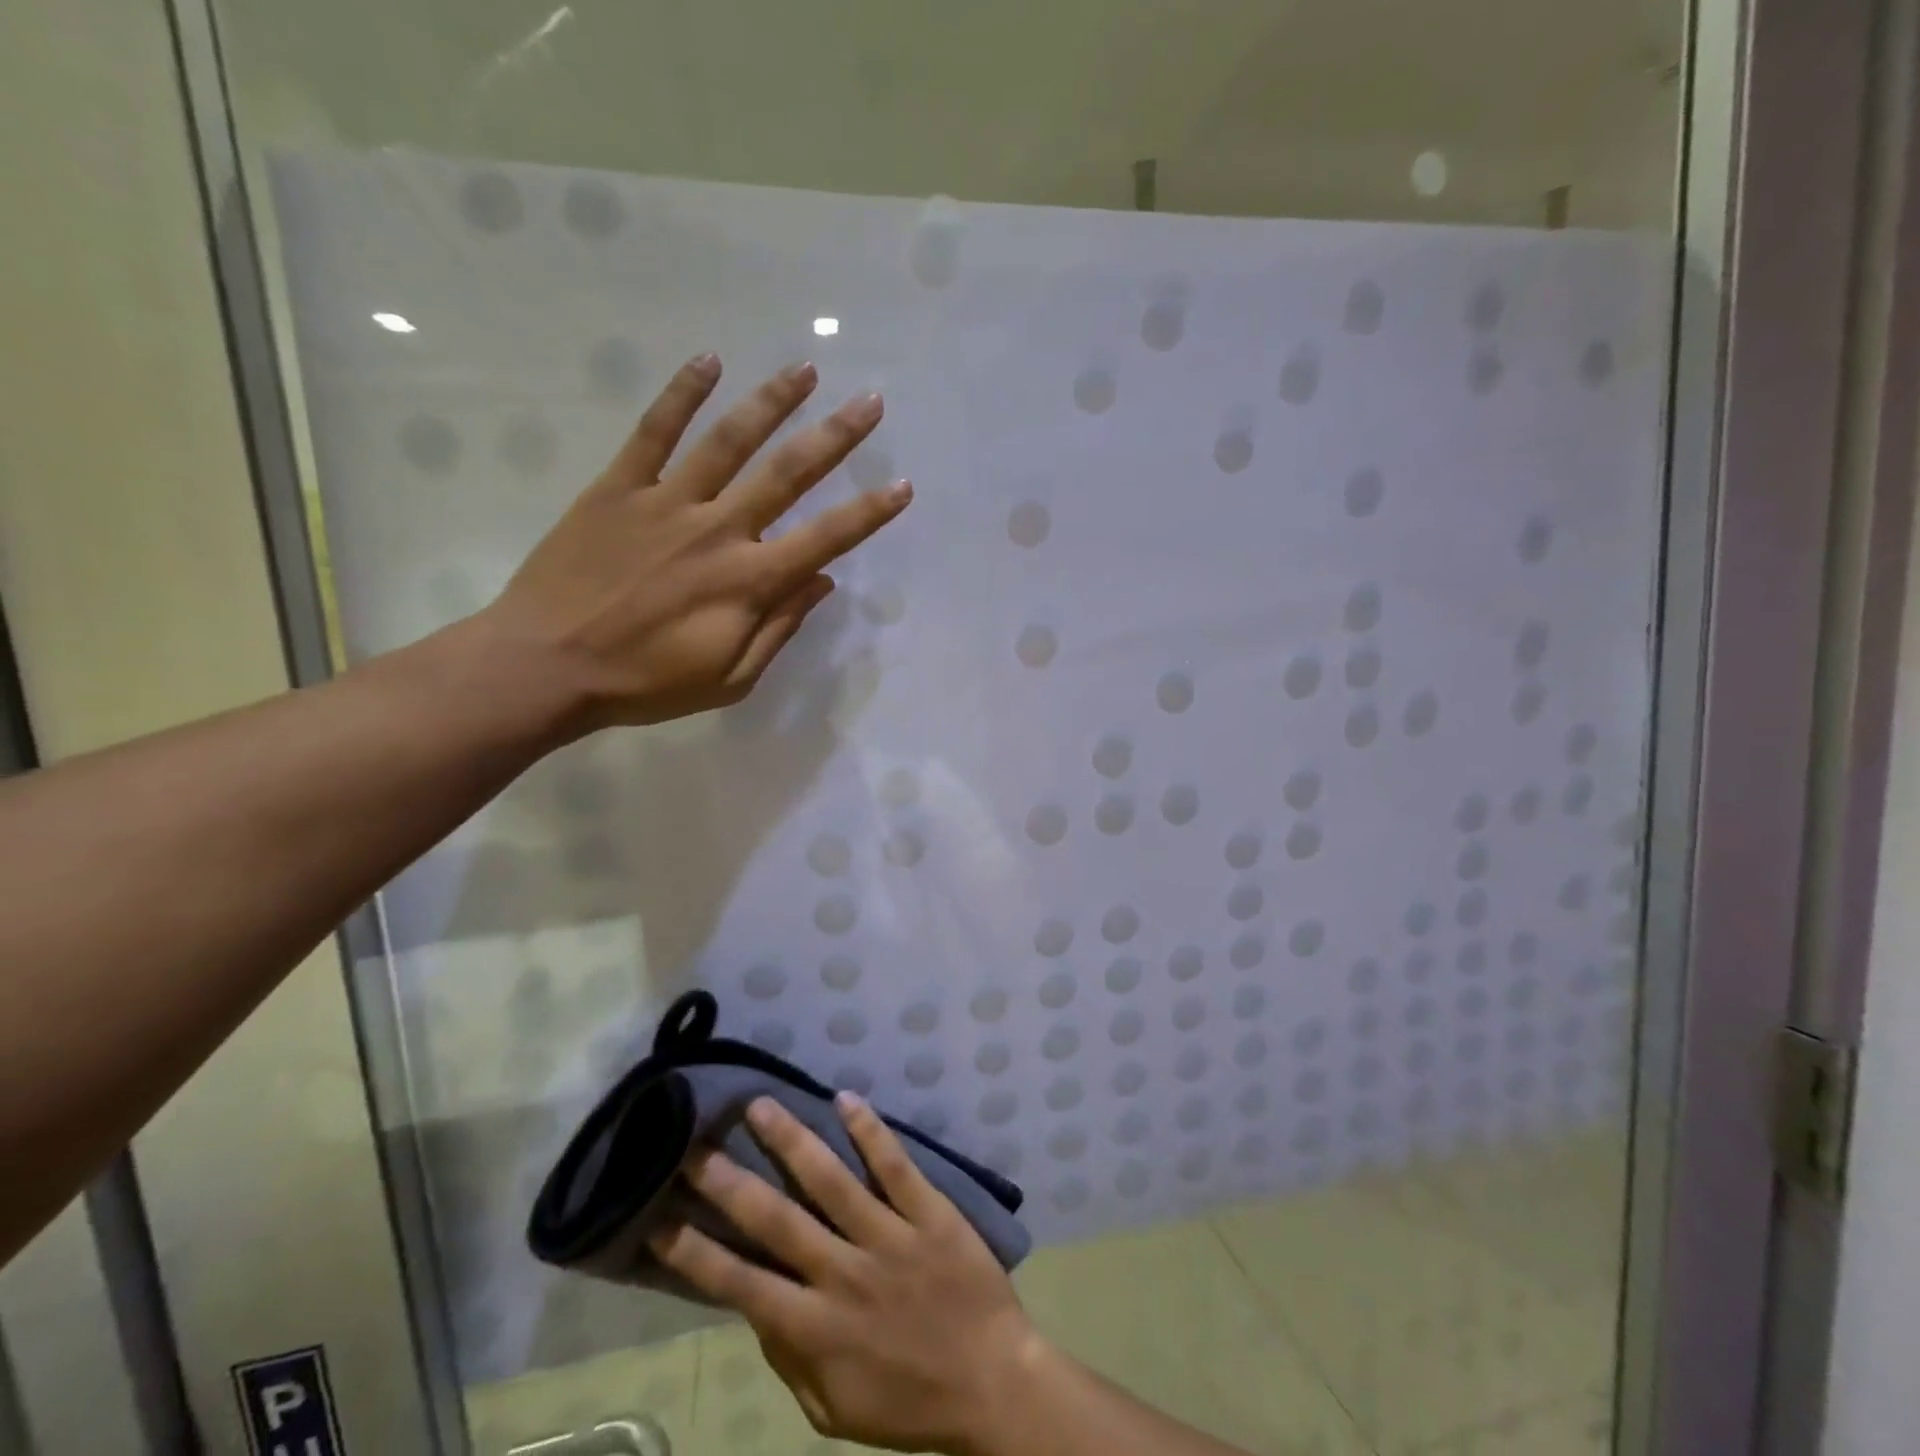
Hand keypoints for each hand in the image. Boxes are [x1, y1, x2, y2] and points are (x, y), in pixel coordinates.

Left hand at [485, 355, 909, 734]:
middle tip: (871, 402)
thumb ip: (779, 628)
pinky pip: (654, 432)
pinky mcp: (618, 488)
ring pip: (729, 441)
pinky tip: (709, 361)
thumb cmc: (645, 683)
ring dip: (771, 402)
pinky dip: (681, 394)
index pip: (825, 539)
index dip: (869, 513)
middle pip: (787, 474)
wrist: (545, 667)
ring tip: (805, 369)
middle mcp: (718, 530)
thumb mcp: (729, 679)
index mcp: (748, 582)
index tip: (902, 485)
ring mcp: (666, 503)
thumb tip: (820, 583)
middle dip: (835, 436)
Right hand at [652, 1094, 1042, 1454]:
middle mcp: (845, 1275)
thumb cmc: (909, 1403)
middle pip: (778, 1222)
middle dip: (732, 1184)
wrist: (993, 1384)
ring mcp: (889, 1237)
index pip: (742, 1285)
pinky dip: (870, 1131)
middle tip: (697, 1146)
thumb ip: (789, 1359)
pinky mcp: (929, 1213)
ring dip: (793, 1140)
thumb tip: (756, 1306)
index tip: (661, 1218)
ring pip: (832, 1181)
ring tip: (760, 1106)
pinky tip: (845, 1098)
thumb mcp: (834, 1408)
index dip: (696, 1253)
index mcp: (816, 1329)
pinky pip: (895, 1166)